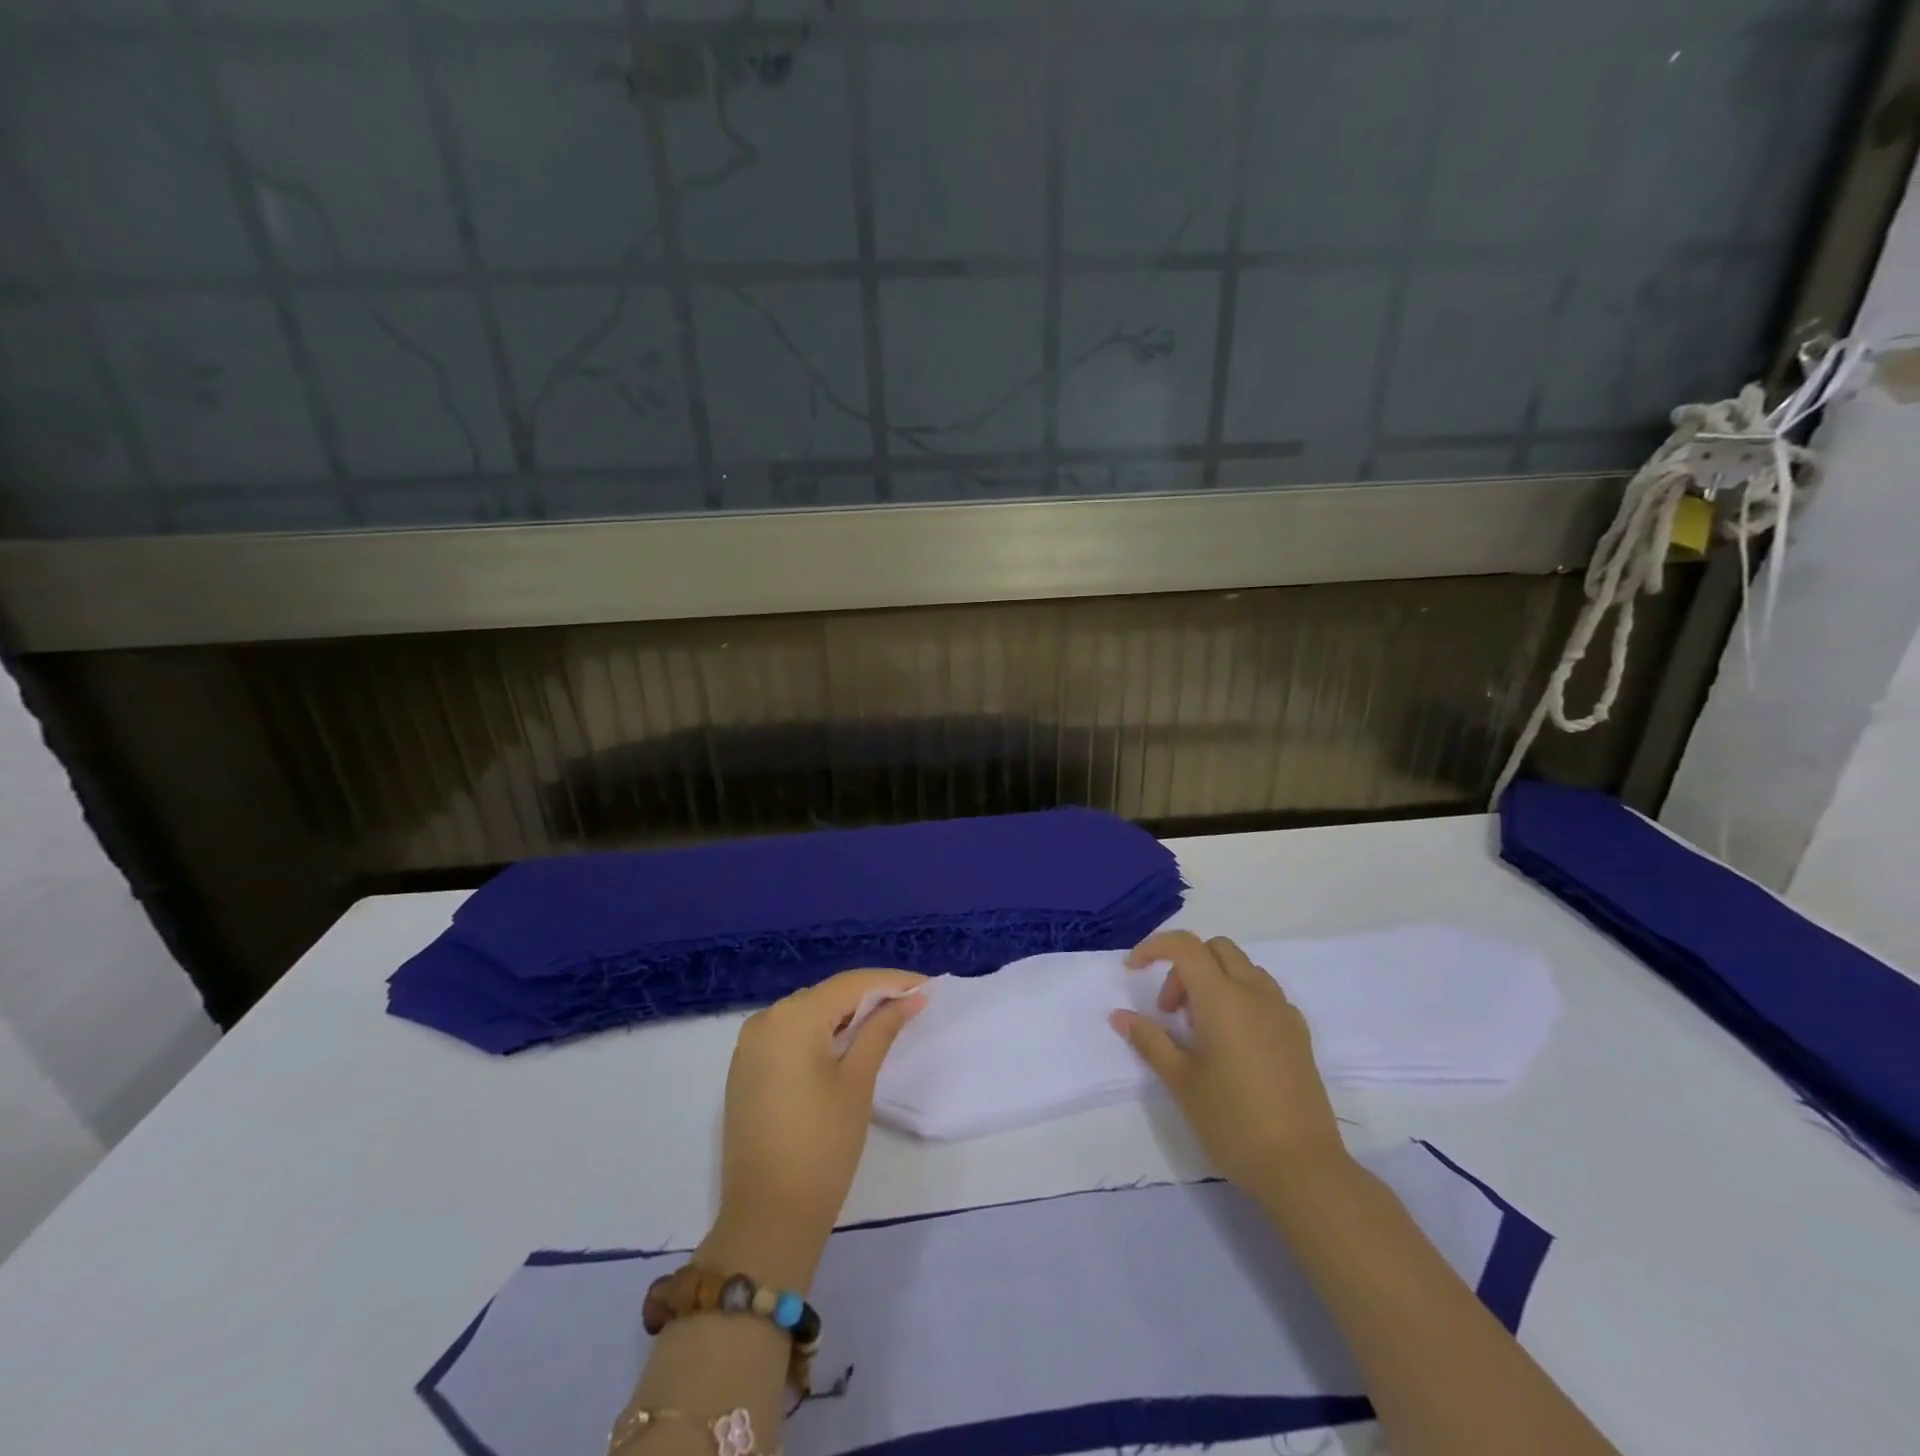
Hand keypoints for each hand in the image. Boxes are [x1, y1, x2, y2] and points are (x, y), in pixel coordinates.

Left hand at [700, 970, 925, 1290]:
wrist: (767, 1218)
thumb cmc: (822, 1145)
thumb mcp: (858, 1081)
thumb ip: (882, 1030)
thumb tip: (912, 999)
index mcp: (792, 1017)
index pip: (851, 984)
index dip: (892, 981)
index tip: (927, 986)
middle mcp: (765, 1020)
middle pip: (828, 995)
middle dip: (870, 997)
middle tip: (911, 1005)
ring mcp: (750, 1046)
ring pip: (809, 1014)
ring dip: (845, 1015)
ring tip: (886, 1022)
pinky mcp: (745, 1070)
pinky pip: (790, 1036)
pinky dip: (820, 1035)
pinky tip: (845, 1045)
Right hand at [1111, 931, 1347, 1193]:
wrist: (1301, 1168)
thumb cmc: (1232, 1120)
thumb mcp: (1180, 1081)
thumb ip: (1149, 1040)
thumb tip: (1120, 1016)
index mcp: (1222, 998)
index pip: (1185, 946)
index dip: (1154, 947)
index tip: (1133, 971)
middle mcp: (1254, 993)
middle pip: (1216, 949)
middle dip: (1185, 966)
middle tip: (1170, 1011)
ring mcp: (1282, 1012)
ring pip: (1243, 968)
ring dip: (1214, 980)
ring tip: (1200, 1028)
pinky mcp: (1299, 1034)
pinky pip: (1265, 994)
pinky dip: (1241, 998)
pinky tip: (1234, 1041)